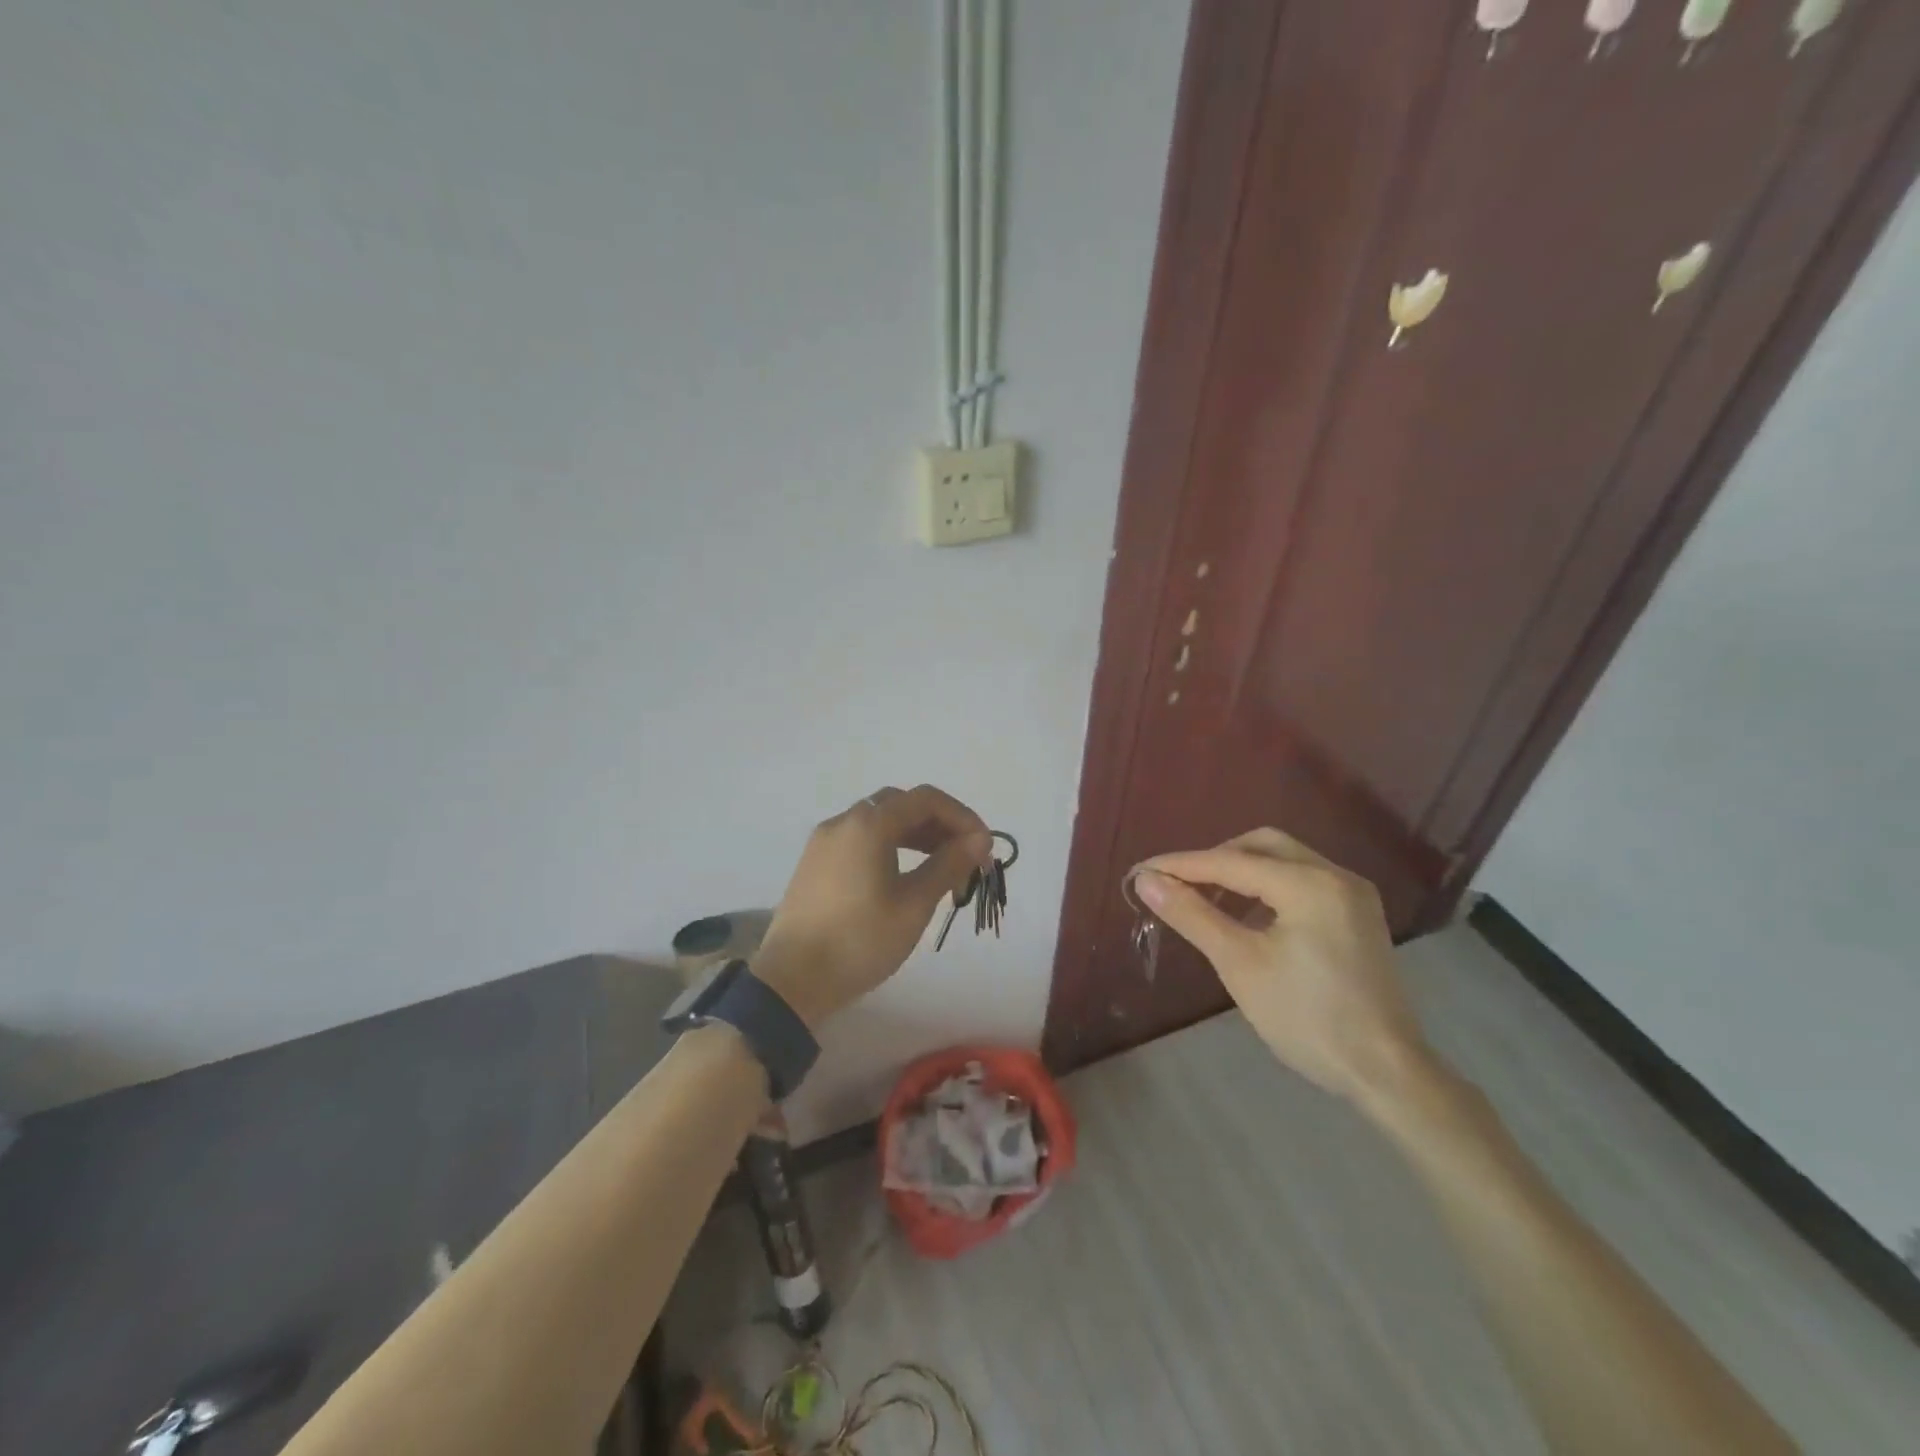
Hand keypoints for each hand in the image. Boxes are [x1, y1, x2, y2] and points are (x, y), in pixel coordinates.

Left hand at [755, 785, 991, 1029]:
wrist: (791, 981)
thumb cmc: (860, 941)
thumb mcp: (913, 905)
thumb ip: (949, 864)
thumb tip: (979, 839)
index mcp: (869, 824)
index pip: (927, 799)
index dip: (963, 817)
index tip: (984, 849)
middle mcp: (844, 821)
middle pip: (902, 804)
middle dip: (939, 825)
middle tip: (964, 858)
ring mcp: (824, 841)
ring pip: (880, 821)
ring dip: (915, 836)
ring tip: (941, 869)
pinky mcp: (815, 862)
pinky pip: (860, 839)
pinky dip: (890, 846)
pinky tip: (903, 876)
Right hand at [1134, 828, 1431, 1115]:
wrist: (1387, 1072)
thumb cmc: (1307, 1018)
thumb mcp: (1240, 964)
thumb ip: (1192, 915)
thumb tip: (1146, 880)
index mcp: (1309, 883)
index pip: (1231, 862)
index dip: (1182, 865)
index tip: (1142, 871)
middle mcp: (1336, 875)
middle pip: (1263, 845)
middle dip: (1216, 859)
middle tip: (1179, 883)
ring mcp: (1353, 894)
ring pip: (1285, 860)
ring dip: (1242, 871)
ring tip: (1206, 898)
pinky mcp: (1358, 915)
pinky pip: (1303, 881)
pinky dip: (1269, 887)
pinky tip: (1249, 915)